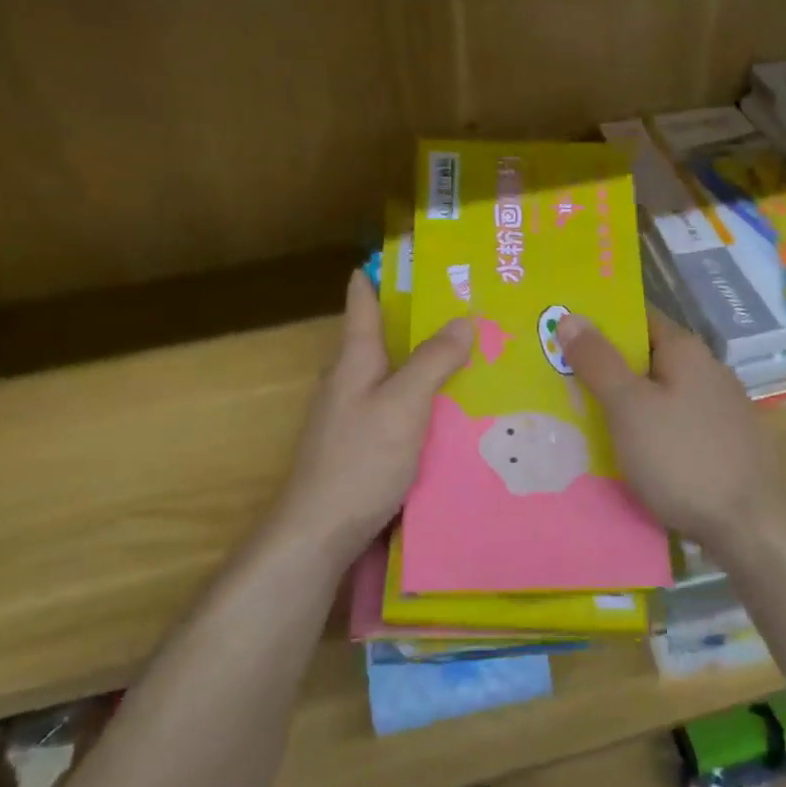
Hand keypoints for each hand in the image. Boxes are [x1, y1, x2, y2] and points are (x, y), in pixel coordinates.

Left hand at [277, 270, 473, 555]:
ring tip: (466, 357)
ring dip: (420, 365)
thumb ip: (433, 361)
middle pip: (379, 341)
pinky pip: (396, 411)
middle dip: (413, 322)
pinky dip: (420, 401)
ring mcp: (350, 418)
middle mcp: (347, 383)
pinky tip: (448, 413)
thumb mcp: (404, 404)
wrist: (319, 532)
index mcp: (354, 361)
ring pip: (390, 378)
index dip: (375, 278)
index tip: (396, 254)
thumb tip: (464, 318)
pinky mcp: (360, 449)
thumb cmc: (360, 459)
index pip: (363, 305)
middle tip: (460, 308)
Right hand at [557, 307, 785, 553]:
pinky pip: (676, 422)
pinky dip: (650, 427)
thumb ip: (598, 361)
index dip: (601, 322)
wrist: (748, 526)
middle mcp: (709, 369)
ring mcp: (722, 407)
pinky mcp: (726, 442)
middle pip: (648, 356)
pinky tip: (630, 448)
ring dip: (628, 400)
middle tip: (562, 378)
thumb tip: (570, 316)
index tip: (563, 332)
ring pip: (662, 392)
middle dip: (608, 365)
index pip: (638, 317)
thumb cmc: (681, 457)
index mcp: (686, 350)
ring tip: (585, 415)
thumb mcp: (628, 406)